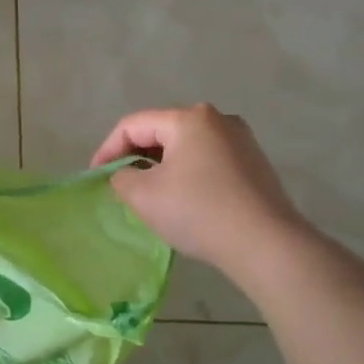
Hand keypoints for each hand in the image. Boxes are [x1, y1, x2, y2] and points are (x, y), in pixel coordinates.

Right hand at [92, 104, 305, 273]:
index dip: (108, 149)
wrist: (267, 245)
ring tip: (150, 193)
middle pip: (161, 131)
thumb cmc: (199, 212)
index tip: (95, 176)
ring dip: (162, 166)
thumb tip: (127, 175)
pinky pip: (208, 159)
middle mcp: (218, 118)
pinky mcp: (255, 162)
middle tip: (121, 184)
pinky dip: (188, 173)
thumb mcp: (144, 196)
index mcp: (188, 118)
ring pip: (186, 146)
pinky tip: (184, 199)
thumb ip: (122, 178)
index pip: (133, 125)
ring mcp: (241, 139)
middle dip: (136, 156)